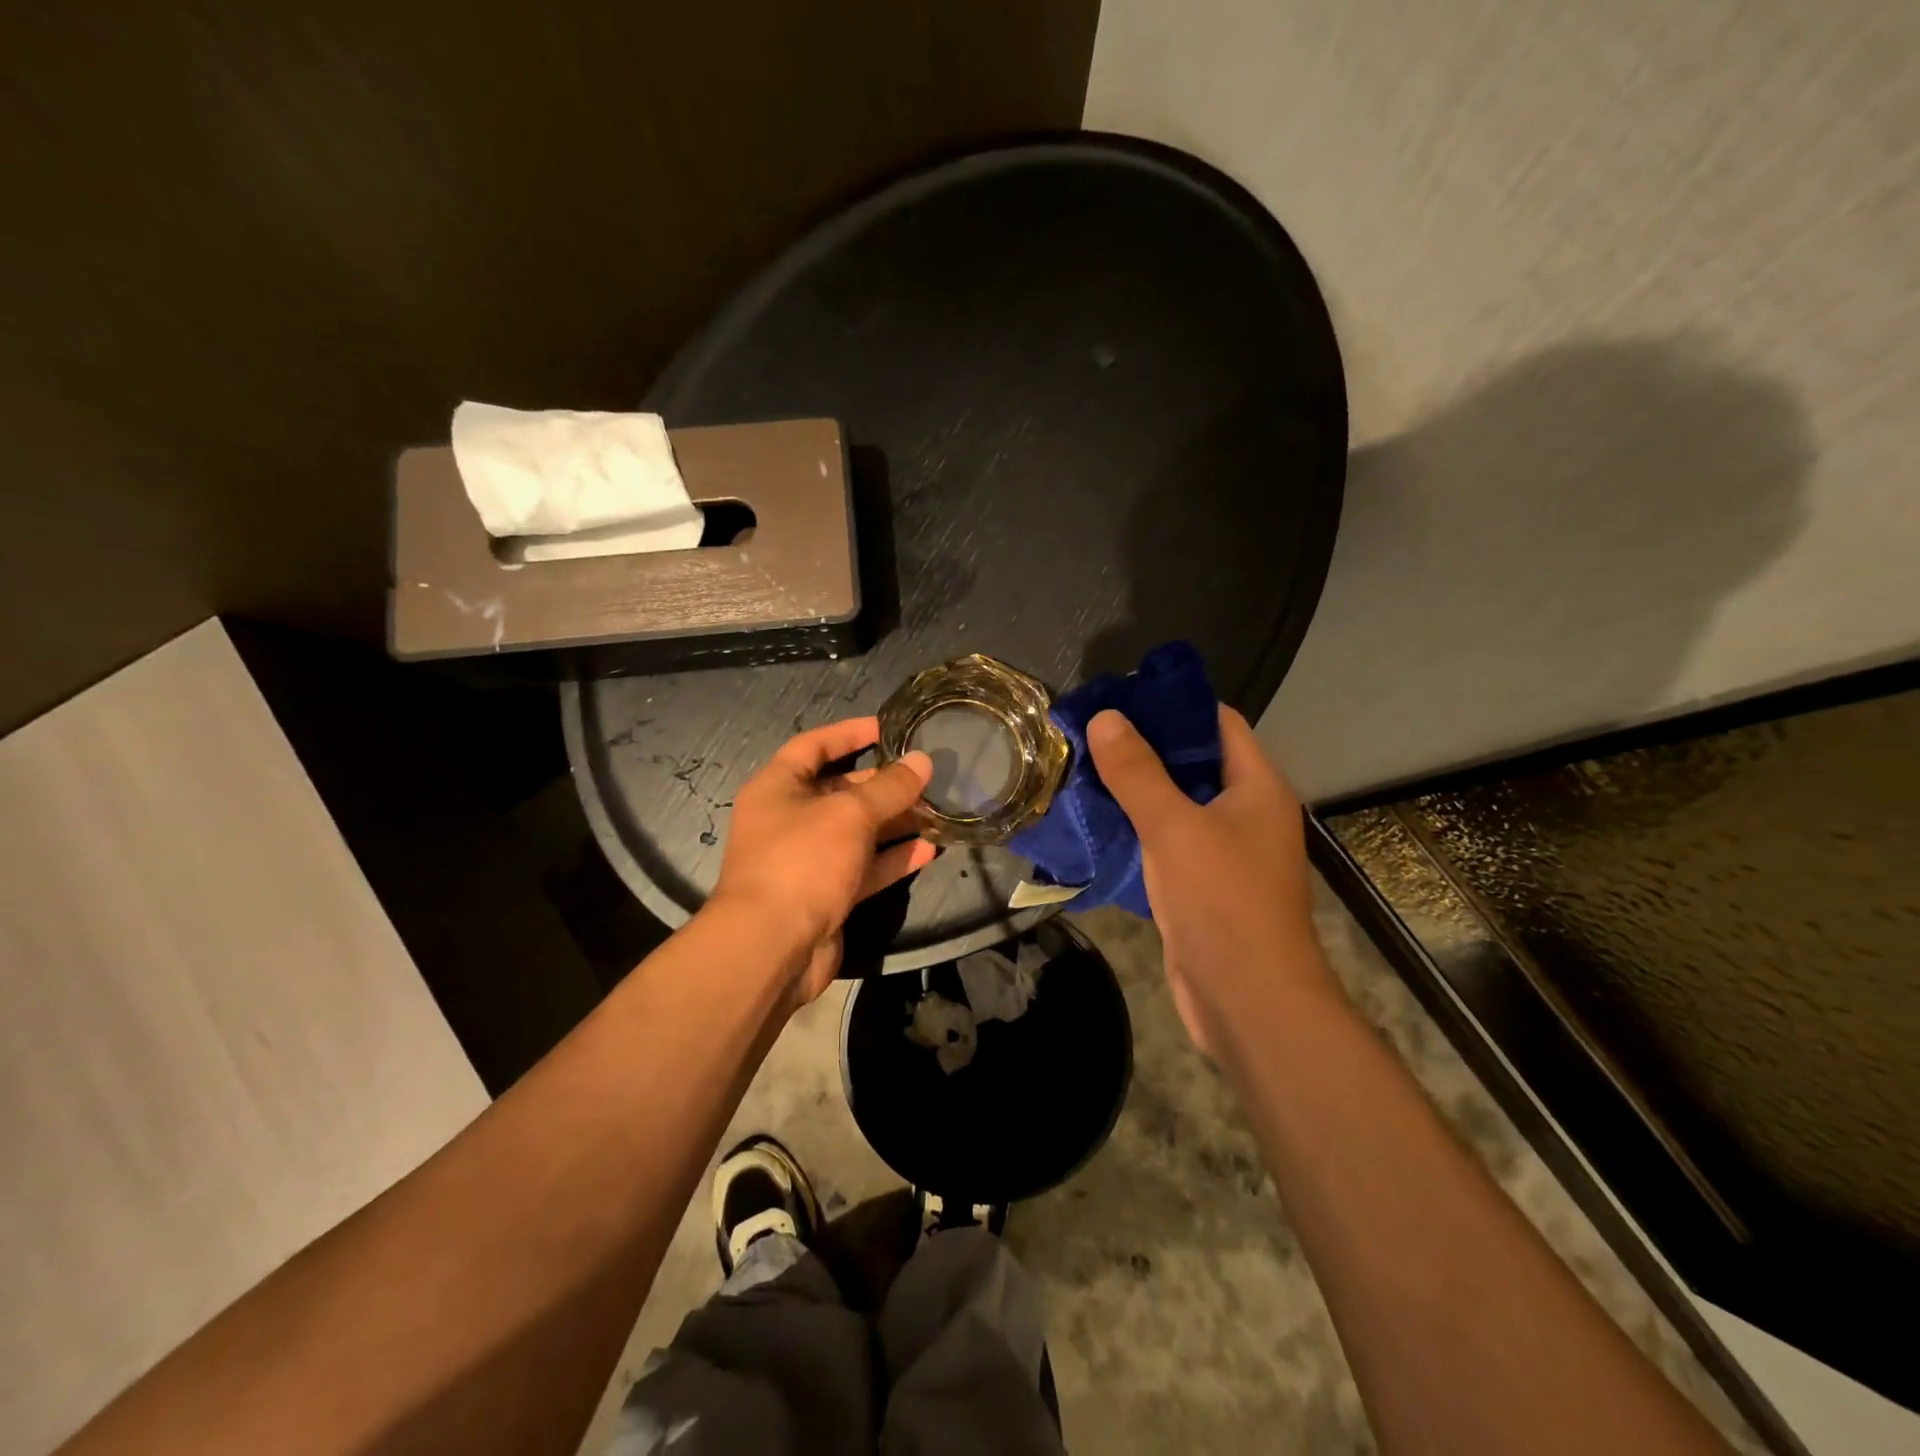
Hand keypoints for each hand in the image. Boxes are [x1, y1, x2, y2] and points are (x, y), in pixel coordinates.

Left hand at [709, 717, 935, 1002]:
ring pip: (859, 831)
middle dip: (884, 783)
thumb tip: (924, 761)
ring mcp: (809, 859)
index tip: (889, 727)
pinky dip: (894, 859)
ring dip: (895, 822)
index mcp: (778, 787)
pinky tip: (930, 849)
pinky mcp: (828, 894)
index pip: (814, 745)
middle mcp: (791, 819)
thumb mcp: (849, 814)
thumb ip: (889, 788)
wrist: (773, 948)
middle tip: (927, 775)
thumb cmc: (802, 861)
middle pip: (841, 790)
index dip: (850, 733)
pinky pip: (865, 867)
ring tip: (938, 809)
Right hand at [1086, 705, 1331, 1056]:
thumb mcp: (1174, 828)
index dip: (1173, 705)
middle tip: (1090, 733)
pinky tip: (1096, 821)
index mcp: (1256, 787)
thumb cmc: (1222, 902)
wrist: (1248, 1000)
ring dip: (1136, 789)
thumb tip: (1107, 717)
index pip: (1217, 723)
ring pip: (1177, 804)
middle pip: (1193, 762)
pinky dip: (1136, 828)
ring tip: (1083, 769)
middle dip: (1144, 747)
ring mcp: (1225, 851)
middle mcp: (1246, 812)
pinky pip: (1167, 841)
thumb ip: (1138, 772)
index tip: (1122, 696)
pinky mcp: (1203, 884)